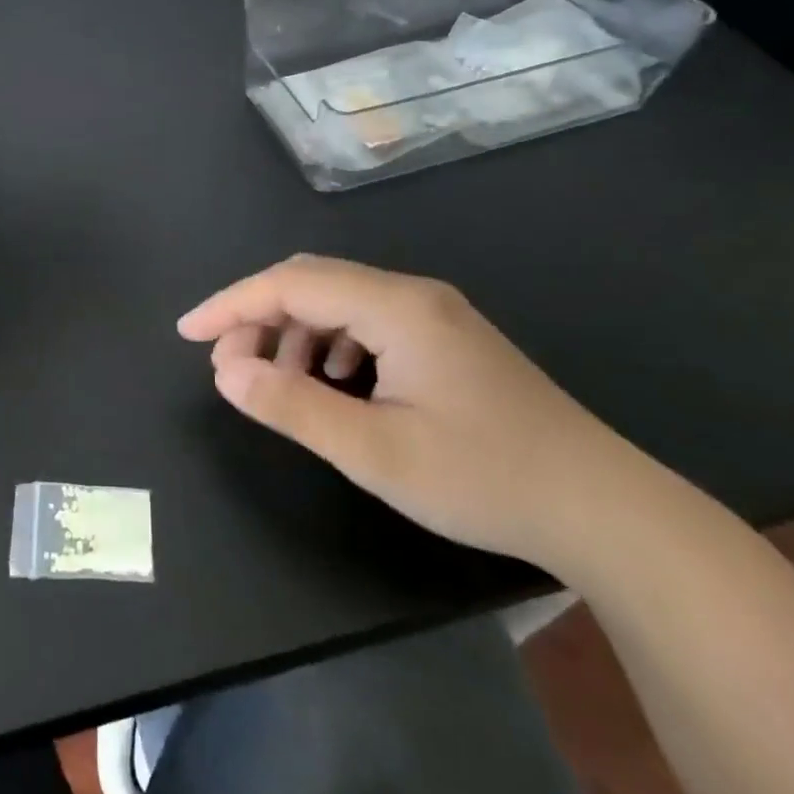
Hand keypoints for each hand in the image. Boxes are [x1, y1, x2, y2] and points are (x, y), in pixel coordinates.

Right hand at [178, 255, 646, 571]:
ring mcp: (434, 315)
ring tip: (273, 379)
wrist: (607, 511)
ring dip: (293, 331)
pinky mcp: (447, 340)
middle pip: (312, 282)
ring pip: (339, 301)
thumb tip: (226, 372)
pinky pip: (367, 322)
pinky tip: (331, 382)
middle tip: (226, 363)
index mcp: (395, 306)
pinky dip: (329, 343)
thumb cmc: (486, 478)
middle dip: (258, 316)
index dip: (231, 305)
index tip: (187, 334)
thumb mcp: (376, 452)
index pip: (290, 283)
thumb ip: (294, 406)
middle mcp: (413, 294)